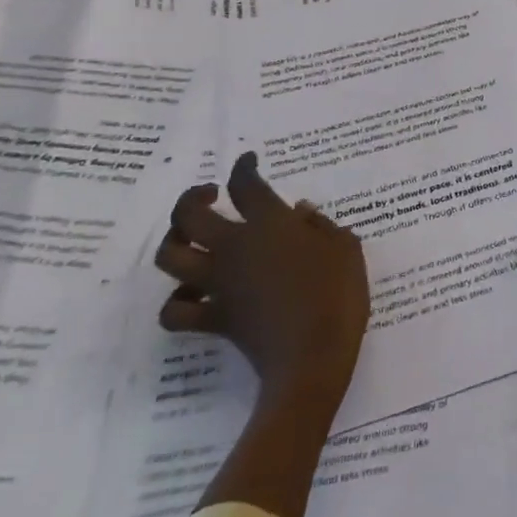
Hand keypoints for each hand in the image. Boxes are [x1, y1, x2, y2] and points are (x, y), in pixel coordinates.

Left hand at [156, 152, 369, 410]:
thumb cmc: (338, 294)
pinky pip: (176, 309)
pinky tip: (193, 294)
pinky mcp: (213, 317)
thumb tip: (300, 211)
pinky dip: (178, 300)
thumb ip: (322, 225)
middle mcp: (235, 246)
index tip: (248, 161)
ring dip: (173, 241)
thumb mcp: (346, 249)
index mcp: (270, 224)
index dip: (243, 167)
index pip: (246, 184)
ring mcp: (218, 283)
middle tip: (209, 194)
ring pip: (170, 255)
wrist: (313, 356)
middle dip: (193, 197)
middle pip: (189, 214)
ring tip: (189, 238)